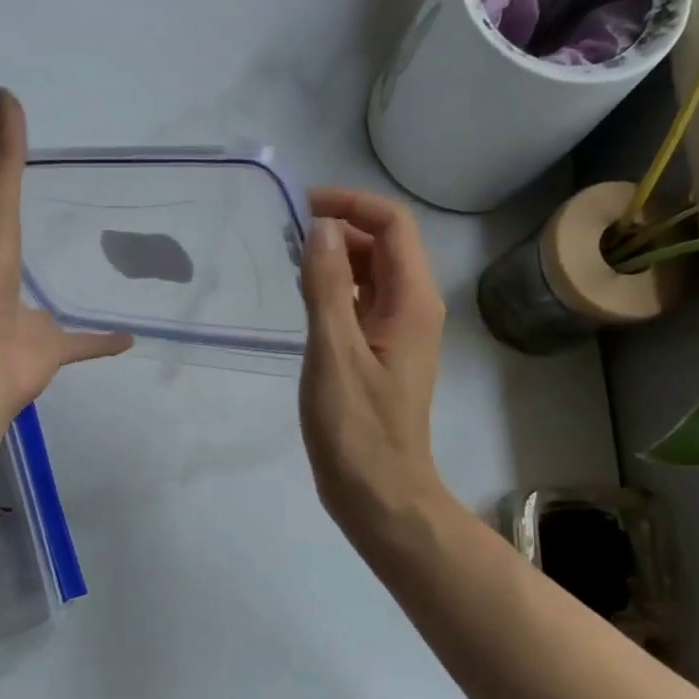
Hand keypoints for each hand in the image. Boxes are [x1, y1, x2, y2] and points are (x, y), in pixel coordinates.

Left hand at [0, 88, 131, 418]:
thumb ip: (3, 159)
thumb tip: (3, 92)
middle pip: (1, 276)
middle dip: (10, 264)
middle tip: (33, 246)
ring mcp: (20, 327)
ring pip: (41, 313)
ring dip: (54, 303)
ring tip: (78, 282)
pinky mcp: (48, 353)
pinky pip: (80, 345)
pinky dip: (102, 341)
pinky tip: (128, 337)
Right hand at [298, 188, 446, 542]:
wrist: (379, 493)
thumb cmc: (357, 428)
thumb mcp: (334, 352)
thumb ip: (327, 286)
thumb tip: (320, 228)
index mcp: (412, 301)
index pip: (392, 225)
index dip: (351, 205)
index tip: (302, 208)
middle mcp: (413, 308)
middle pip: (384, 245)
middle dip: (339, 229)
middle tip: (286, 237)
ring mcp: (398, 333)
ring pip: (371, 275)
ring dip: (336, 259)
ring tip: (289, 263)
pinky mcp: (380, 354)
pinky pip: (361, 304)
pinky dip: (334, 290)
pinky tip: (303, 300)